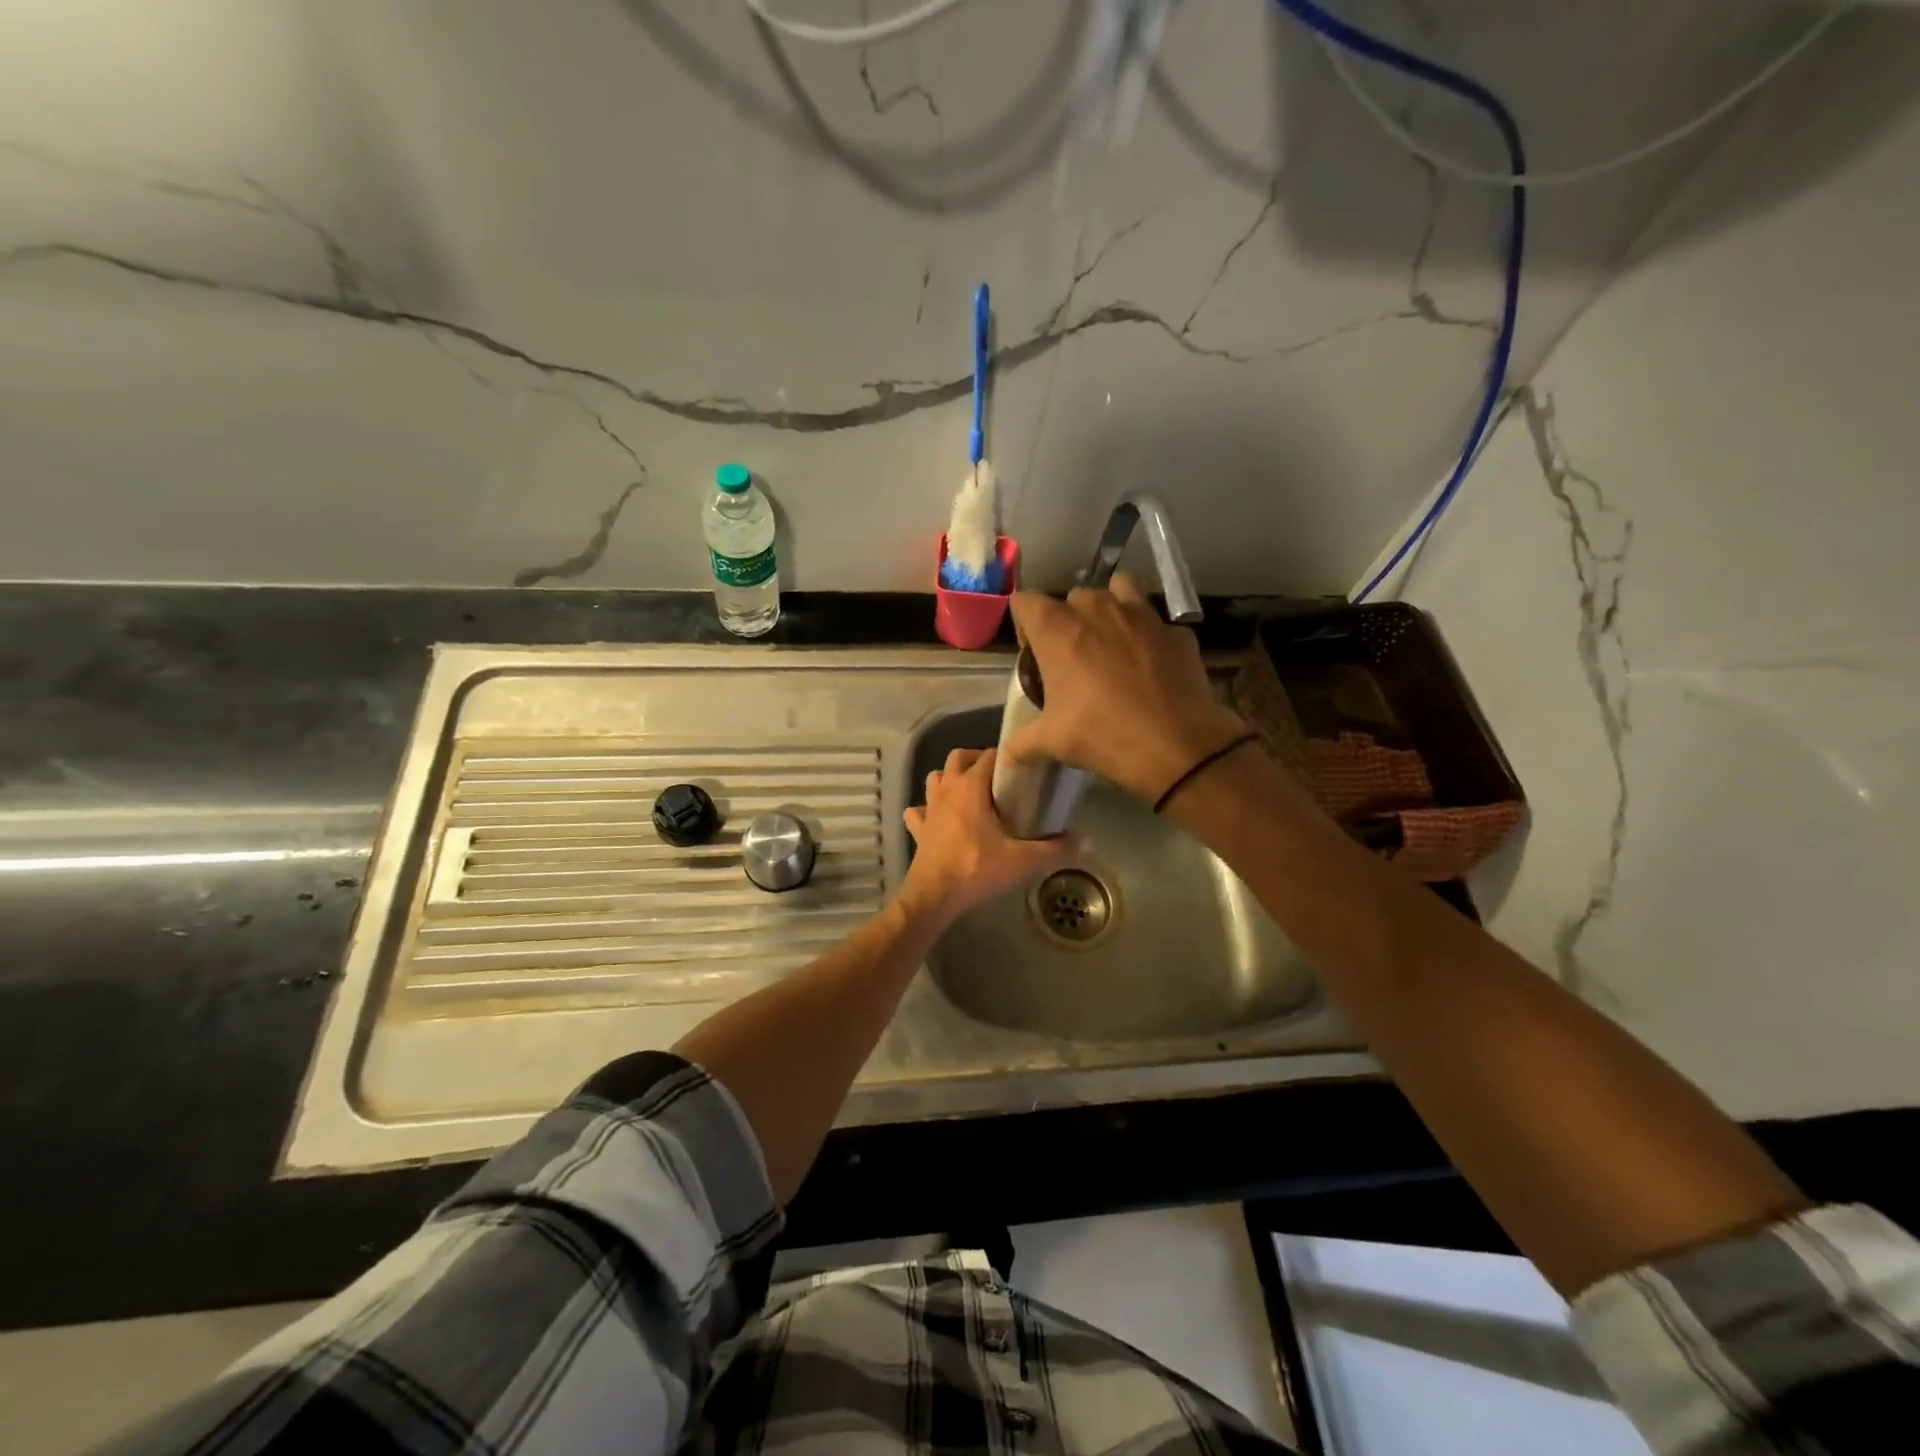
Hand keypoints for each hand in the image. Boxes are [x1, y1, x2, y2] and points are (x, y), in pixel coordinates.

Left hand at [901, 748, 1078, 926]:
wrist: (933, 896)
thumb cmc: (976, 869)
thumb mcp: (1022, 860)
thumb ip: (1055, 849)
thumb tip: (1087, 841)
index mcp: (970, 787)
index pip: (989, 755)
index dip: (1007, 758)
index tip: (1024, 771)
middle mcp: (947, 789)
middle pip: (957, 757)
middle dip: (976, 761)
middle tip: (997, 780)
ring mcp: (928, 808)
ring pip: (935, 778)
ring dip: (949, 780)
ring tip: (970, 795)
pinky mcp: (917, 829)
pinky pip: (918, 810)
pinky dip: (927, 810)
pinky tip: (939, 821)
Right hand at [1004, 573, 1250, 802]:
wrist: (1177, 746)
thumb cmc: (1102, 735)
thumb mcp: (1052, 742)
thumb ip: (1023, 743)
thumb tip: (1007, 757)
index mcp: (1058, 629)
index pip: (1026, 602)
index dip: (1024, 623)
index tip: (1033, 652)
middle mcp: (1098, 609)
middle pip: (1073, 596)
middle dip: (1069, 619)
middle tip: (1073, 656)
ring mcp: (1143, 615)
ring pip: (1120, 589)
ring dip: (1111, 609)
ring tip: (1113, 642)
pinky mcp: (1177, 631)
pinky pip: (1157, 623)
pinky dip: (1150, 638)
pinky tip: (1152, 667)